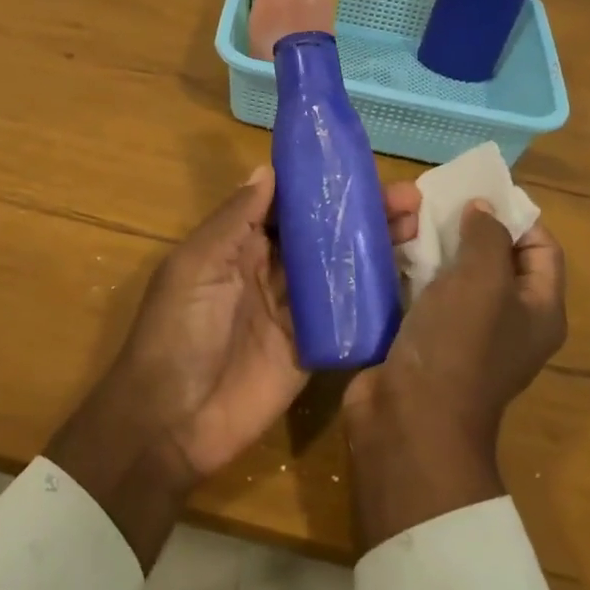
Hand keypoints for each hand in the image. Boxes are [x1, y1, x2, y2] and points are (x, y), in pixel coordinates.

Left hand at [47, 166, 420, 566]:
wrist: (172, 423)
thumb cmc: (176, 331)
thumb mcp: (196, 266)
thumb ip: (234, 221)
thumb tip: (268, 170)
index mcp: (237, 245)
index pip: (285, 205)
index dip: (319, 185)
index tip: (359, 166)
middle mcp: (269, 270)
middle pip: (320, 233)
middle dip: (359, 212)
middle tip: (407, 196)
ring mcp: (294, 310)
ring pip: (338, 268)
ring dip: (374, 245)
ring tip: (416, 223)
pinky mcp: (313, 347)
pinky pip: (346, 315)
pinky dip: (374, 295)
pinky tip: (409, 275)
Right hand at [343, 202, 565, 550]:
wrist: (408, 419)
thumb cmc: (458, 345)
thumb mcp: (483, 280)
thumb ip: (487, 236)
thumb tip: (483, 209)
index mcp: (537, 309)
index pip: (541, 248)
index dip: (517, 215)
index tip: (479, 190)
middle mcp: (504, 318)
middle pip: (491, 255)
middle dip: (463, 224)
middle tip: (431, 198)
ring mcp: (460, 329)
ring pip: (450, 269)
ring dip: (428, 242)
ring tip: (401, 215)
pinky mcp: (422, 336)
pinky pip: (420, 289)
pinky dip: (406, 266)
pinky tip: (384, 245)